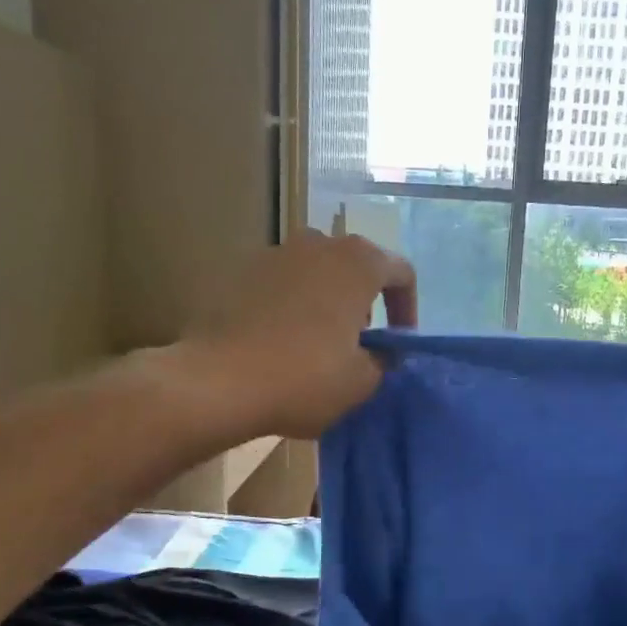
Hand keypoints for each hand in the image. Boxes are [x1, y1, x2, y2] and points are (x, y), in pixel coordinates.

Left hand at [185, 231, 416, 439]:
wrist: (218, 380)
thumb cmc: (304, 377)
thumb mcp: (361, 381)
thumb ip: (384, 360)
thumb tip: (381, 353)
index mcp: (358, 263)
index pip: (401, 272)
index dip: (408, 308)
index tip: (399, 342)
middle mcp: (318, 244)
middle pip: (357, 265)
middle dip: (366, 300)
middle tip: (362, 341)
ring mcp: (276, 253)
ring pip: (317, 271)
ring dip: (328, 299)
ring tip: (321, 341)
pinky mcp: (240, 271)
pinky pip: (283, 283)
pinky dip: (293, 305)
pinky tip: (284, 341)